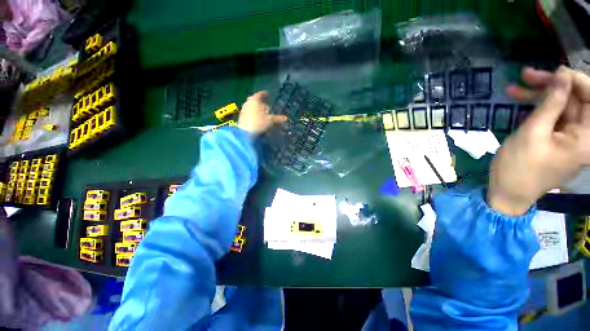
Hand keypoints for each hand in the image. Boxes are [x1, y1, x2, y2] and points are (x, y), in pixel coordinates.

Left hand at [237, 91, 287, 134]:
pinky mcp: (241, 117)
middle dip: (261, 103)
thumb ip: (278, 118)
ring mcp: (243, 110)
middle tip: (266, 107)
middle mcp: (248, 103)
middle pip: (255, 100)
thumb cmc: (259, 123)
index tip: (268, 94)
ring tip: (263, 114)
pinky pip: (249, 112)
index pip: (260, 94)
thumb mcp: (270, 120)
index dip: (264, 94)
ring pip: (251, 107)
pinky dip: (253, 114)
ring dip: (257, 109)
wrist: (245, 132)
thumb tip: (286, 118)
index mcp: (254, 100)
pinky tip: (257, 119)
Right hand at [488, 66, 589, 214]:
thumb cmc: (520, 167)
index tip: (553, 71)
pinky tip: (518, 101)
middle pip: (574, 99)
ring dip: (539, 95)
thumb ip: (551, 103)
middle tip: (526, 75)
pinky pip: (551, 116)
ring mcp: (569, 136)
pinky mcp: (555, 138)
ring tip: (515, 88)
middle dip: (552, 85)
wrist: (507, 191)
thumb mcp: (533, 133)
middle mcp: (583, 135)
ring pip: (560, 106)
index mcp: (587, 137)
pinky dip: (536, 107)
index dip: (575, 80)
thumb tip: (562, 73)